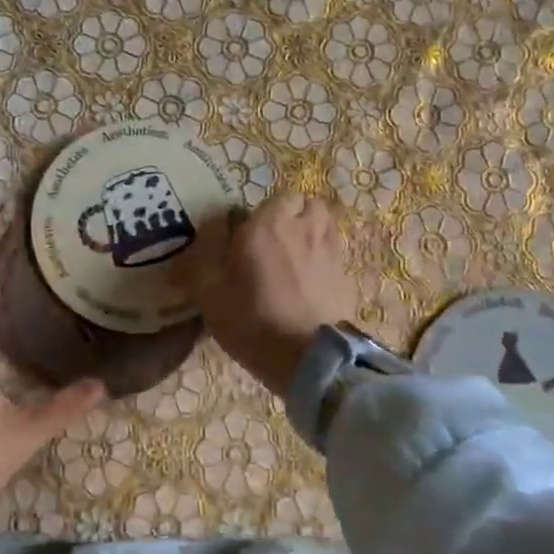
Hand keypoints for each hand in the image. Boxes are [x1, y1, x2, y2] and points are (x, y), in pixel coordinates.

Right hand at [193, 193, 356, 396]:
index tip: (251, 232)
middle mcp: (304, 228)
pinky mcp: (347, 276)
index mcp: (268, 224)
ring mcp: (331, 251)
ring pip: (326, 225)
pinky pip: (336, 253)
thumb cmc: (251, 319)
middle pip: (309, 204)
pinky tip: (312, 281)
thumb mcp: (209, 289)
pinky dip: (325, 258)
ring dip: (313, 232)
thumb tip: (213, 228)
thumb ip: (207, 252)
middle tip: (277, 239)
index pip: (277, 196)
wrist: (307, 358)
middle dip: (296, 215)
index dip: (266, 211)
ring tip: (297, 256)